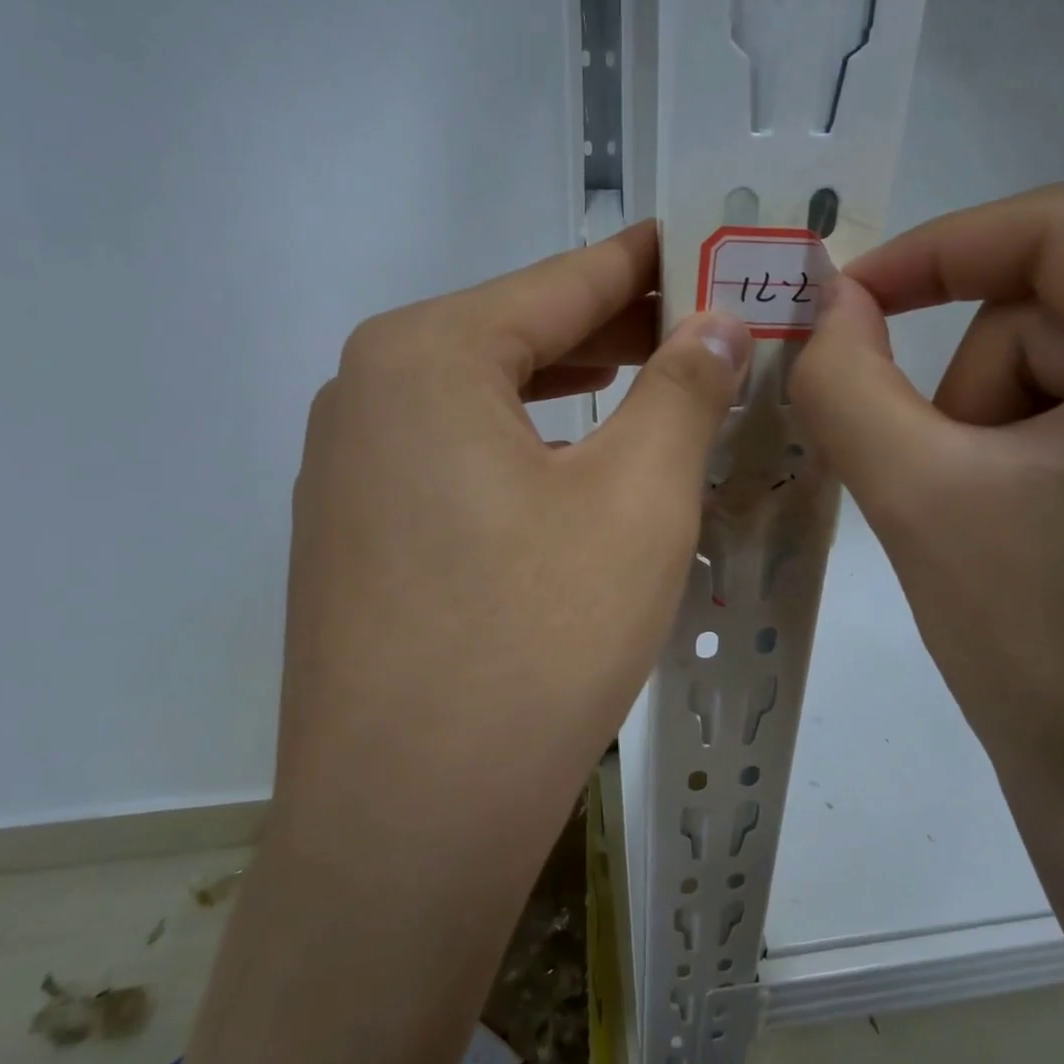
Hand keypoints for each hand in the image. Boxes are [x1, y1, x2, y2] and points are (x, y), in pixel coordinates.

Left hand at [278, 220, 751, 871]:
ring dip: (572, 391)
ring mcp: (346, 472)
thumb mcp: (637, 500)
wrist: (409, 818)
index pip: (563, 280)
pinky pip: (455, 461)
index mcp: (424, 355)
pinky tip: (573, 470)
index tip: (707, 245)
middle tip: (706, 327)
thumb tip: (717, 324)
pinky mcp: (353, 538)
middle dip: (618, 330)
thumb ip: (682, 390)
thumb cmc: (534, 639)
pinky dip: (525, 449)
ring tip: (652, 384)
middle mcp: (364, 394)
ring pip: (485, 402)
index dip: (649, 262)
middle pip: (518, 336)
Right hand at [792, 183, 1063, 938]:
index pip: (1059, 226)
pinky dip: (1058, 441)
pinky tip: (1050, 526)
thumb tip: (825, 302)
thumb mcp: (918, 500)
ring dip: (1012, 424)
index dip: (933, 252)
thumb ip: (847, 383)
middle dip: (980, 391)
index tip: (848, 304)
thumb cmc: (1043, 654)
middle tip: (949, 490)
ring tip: (1003, 523)